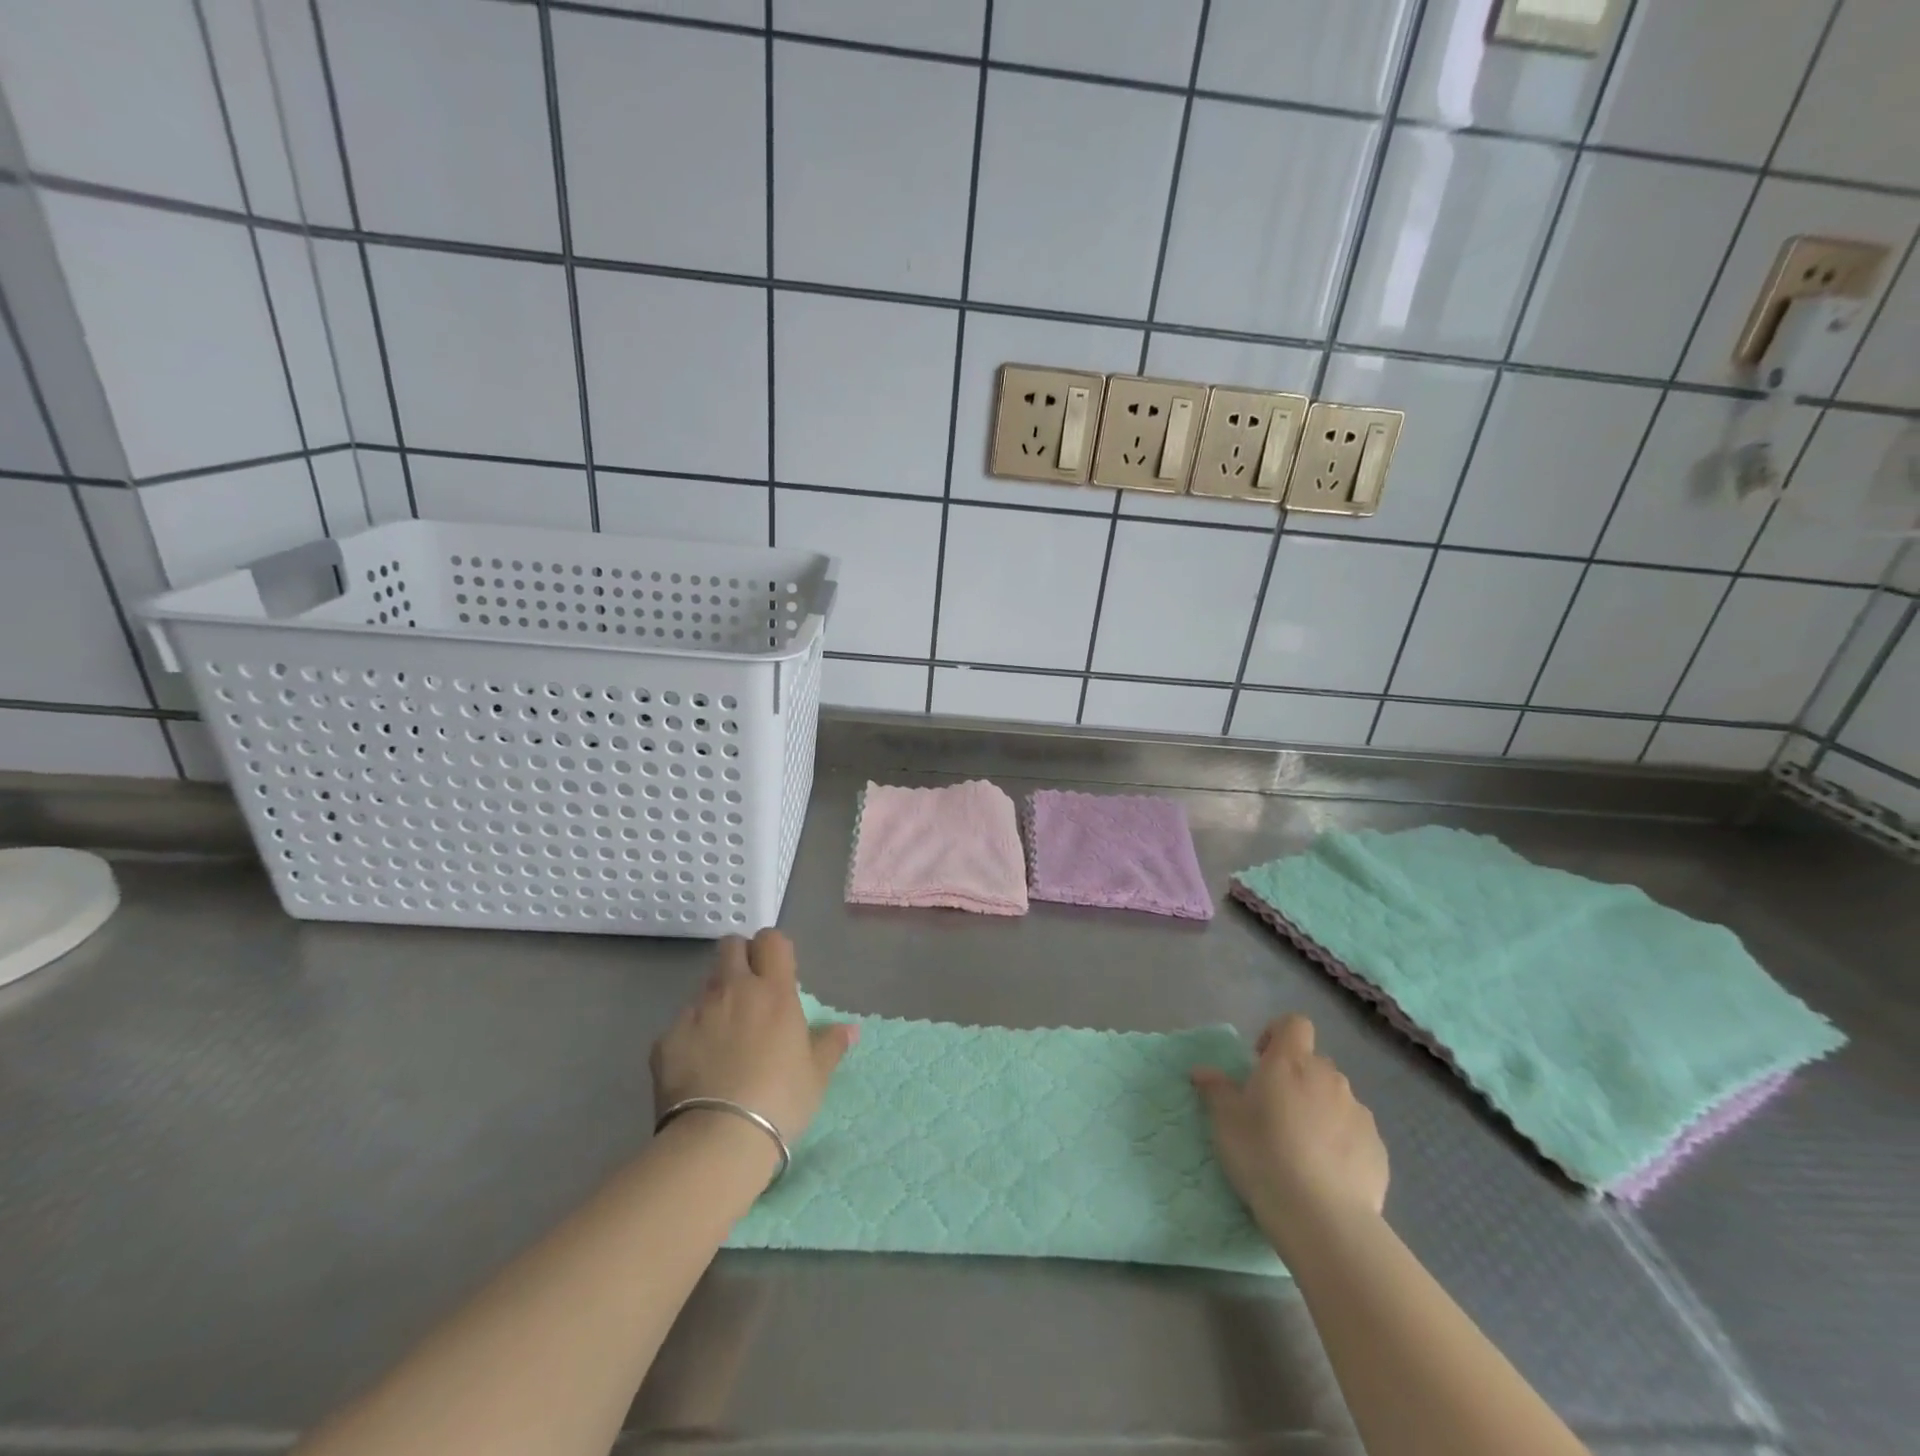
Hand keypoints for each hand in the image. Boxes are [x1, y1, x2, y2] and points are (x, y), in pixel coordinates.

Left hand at [650, 930, 856, 1146]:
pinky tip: (698, 1069)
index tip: (778, 972)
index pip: (772, 940)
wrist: (717, 1140)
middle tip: (749, 992)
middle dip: (739, 958)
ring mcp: (695, 1012)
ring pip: (705, 987)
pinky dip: (691, 1038)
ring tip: (723, 1039)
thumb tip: (850, 1029)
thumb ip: (831, 1044)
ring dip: (716, 1001)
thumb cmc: (780, 1101)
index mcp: (773, 991)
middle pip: (731, 946)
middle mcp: (732, 990)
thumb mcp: (816, 1075)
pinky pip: (681, 1026)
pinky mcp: (665, 1040)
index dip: (773, 950)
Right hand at [1192, 1014, 1387, 1251]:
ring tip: (1302, 1149)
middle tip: (1275, 1113)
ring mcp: (1359, 1114)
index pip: (1294, 1024)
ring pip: (1336, 1099)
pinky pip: (1356, 1134)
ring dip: (1320, 1111)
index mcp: (1291, 1062)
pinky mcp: (1379, 1150)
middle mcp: (1329, 1078)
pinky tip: (1327, 1174)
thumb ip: (1215, 1089)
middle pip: (1314, 1064)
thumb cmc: (1263, 1154)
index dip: (1277, 1035)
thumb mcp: (1225, 1120)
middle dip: (1296, 1080)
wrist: (1322, 1218)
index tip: (1260, 1062)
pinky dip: (1342, 1144)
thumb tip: (1202, 1071)